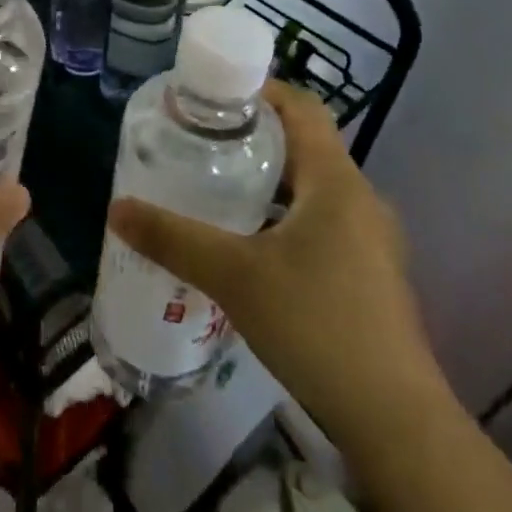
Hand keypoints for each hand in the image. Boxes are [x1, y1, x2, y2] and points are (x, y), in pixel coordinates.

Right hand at [107, 81, 449, 449]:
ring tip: (212, 185)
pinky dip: (280, 216)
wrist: (394, 420)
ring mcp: (369, 240)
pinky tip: (245, 244)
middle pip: (304, 146)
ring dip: (265, 179)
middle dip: (252, 136)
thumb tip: (117, 209)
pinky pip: (318, 222)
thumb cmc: (316, 325)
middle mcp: (359, 200)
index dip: (260, 90)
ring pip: (310, 188)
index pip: (302, 108)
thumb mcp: (233, 275)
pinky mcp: (367, 274)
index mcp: (336, 183)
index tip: (211, 94)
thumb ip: (172, 238)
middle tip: (198, 139)